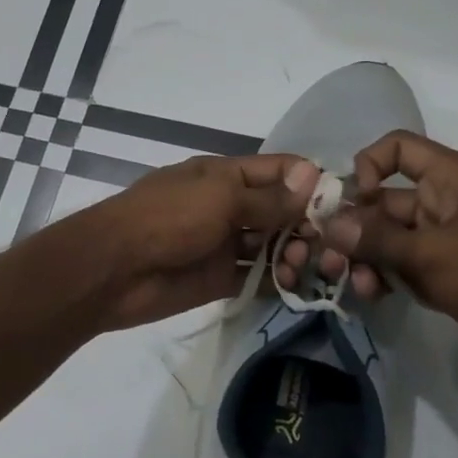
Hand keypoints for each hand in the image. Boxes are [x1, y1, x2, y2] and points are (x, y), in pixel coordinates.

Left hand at [84, 154, 318, 329]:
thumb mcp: (220, 198)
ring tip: (304, 266)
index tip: (344, 203)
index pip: (278, 171)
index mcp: (225, 175)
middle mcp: (227, 206)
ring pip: (270, 245)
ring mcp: (223, 243)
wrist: (114, 269)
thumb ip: (267, 197)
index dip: (310, 182)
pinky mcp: (218, 278)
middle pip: (279, 210)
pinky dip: (276, 280)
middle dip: (306, 224)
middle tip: (328, 245)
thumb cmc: (167, 219)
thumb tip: (314, 176)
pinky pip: (255, 276)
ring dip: (293, 253)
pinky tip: (295, 285)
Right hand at [276, 131, 457, 366]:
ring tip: (357, 286)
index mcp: (453, 177)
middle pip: (386, 200)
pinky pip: (406, 265)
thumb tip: (329, 225)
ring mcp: (448, 240)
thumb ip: (376, 239)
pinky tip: (374, 296)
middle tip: (330, 259)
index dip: (367, 166)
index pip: (398, 149)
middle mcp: (448, 201)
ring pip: (391, 237)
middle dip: (356, 227)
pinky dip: (387, 276)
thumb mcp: (432, 254)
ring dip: (367, 257)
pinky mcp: (449, 273)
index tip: (350, 203)